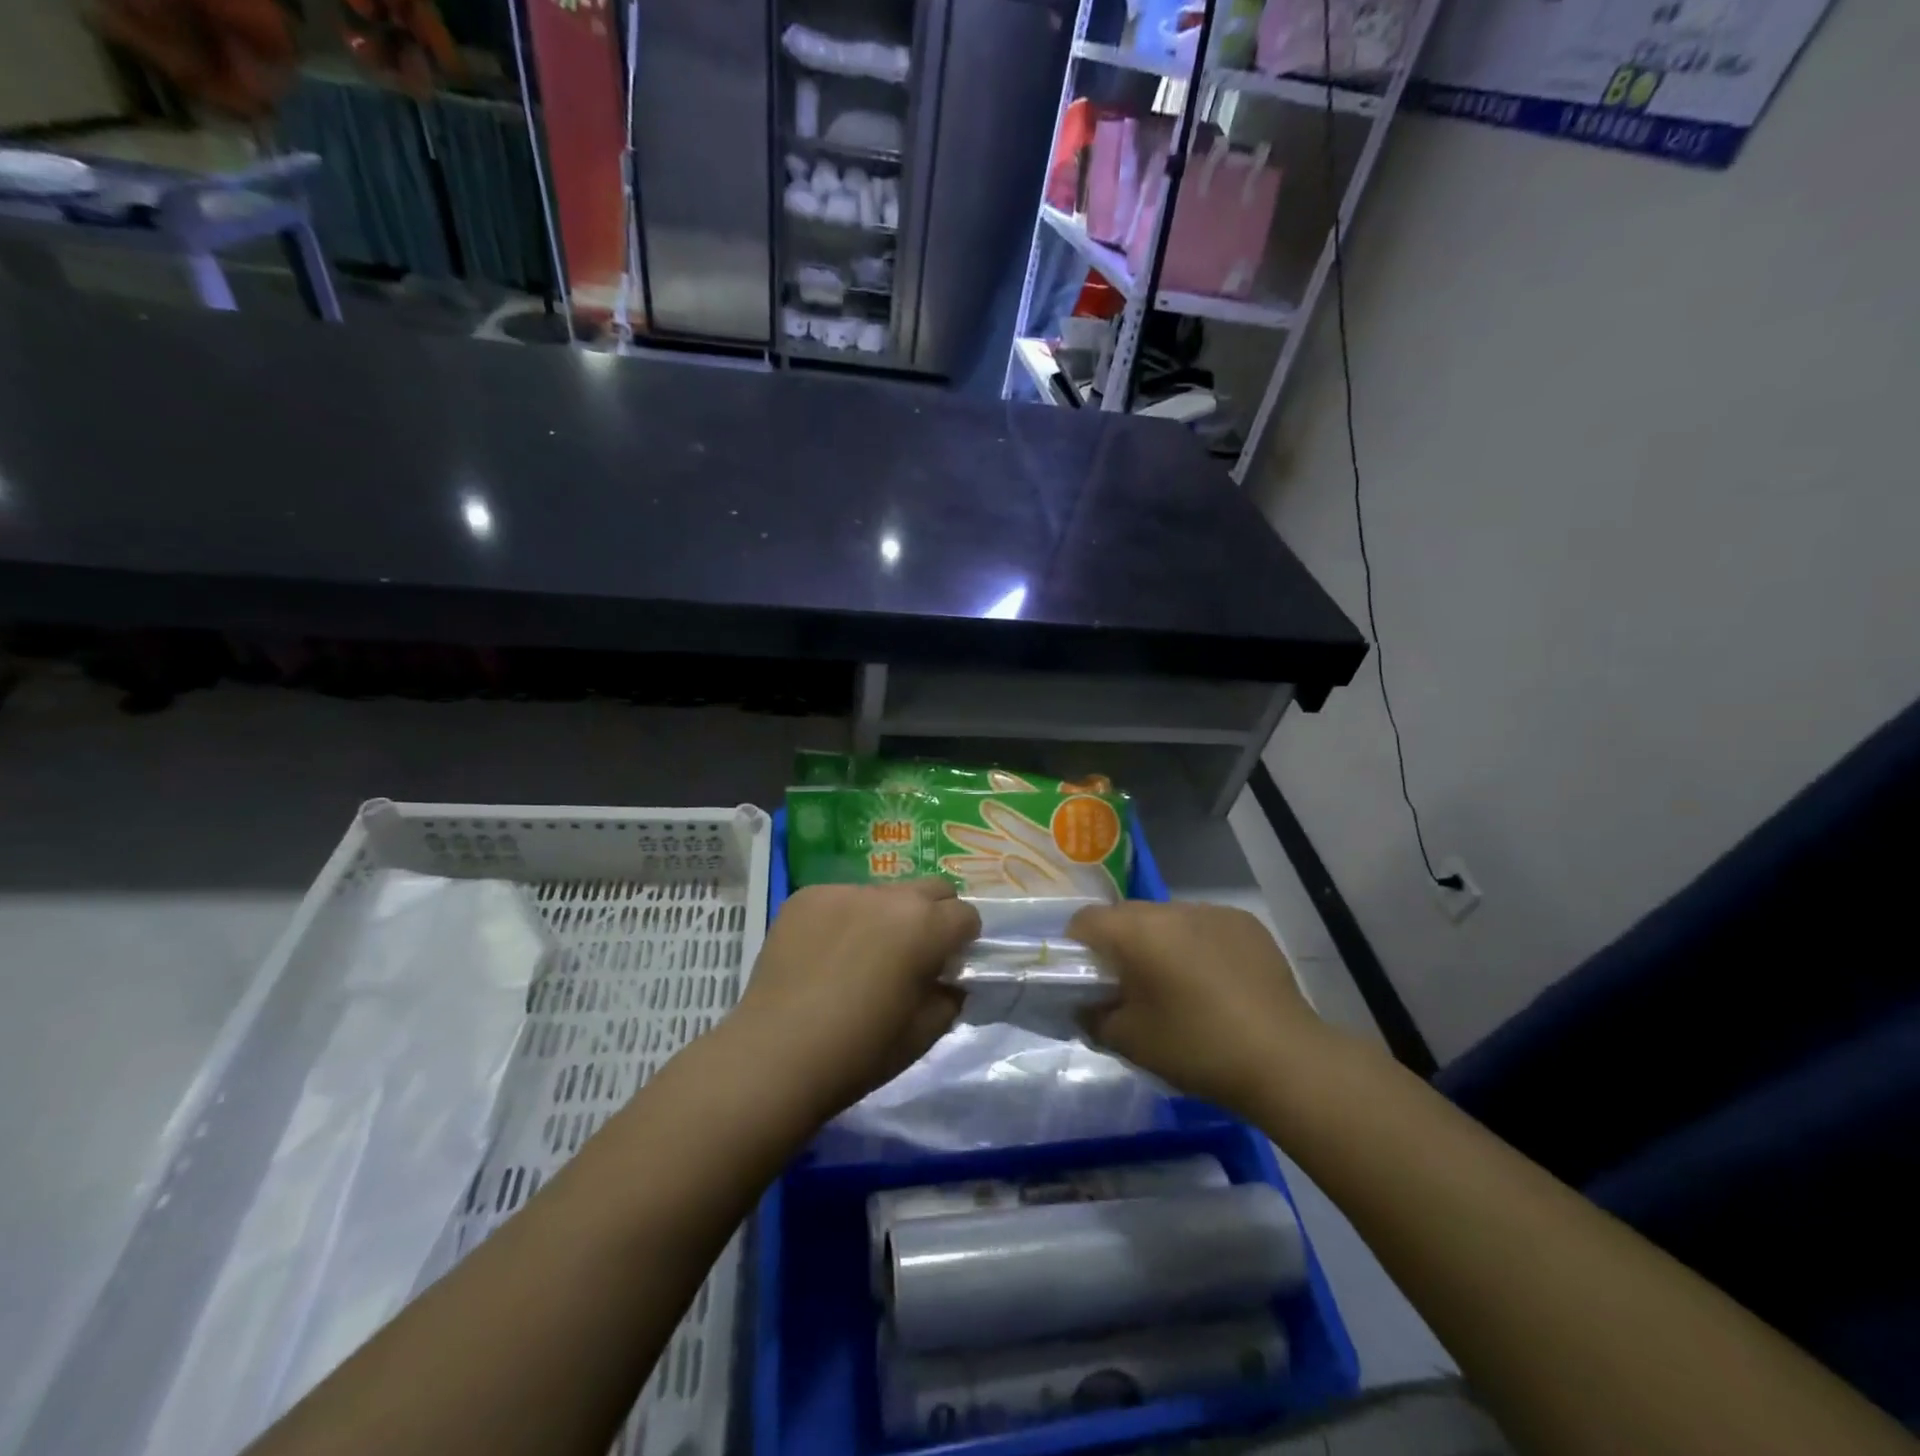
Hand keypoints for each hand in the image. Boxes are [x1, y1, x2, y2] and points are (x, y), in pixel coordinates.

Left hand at [726, 879, 978, 1124]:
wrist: (775, 1057)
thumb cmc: (860, 1052)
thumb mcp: (924, 1033)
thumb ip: (948, 996)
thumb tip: (947, 979)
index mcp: (925, 926)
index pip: (965, 915)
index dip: (962, 941)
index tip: (947, 965)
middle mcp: (888, 896)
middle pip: (930, 889)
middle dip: (933, 915)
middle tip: (913, 954)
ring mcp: (843, 891)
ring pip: (882, 893)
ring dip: (885, 916)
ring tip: (860, 956)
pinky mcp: (805, 897)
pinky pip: (840, 899)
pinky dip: (844, 919)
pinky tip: (823, 956)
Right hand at [1068, 901, 1327, 1117]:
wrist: (1284, 1060)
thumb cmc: (1196, 1048)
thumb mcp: (1130, 1041)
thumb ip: (1094, 1017)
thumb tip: (1086, 1006)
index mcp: (1137, 930)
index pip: (1086, 920)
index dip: (1077, 948)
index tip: (1089, 980)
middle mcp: (1171, 909)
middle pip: (1127, 915)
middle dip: (1121, 944)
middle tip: (1131, 988)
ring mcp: (1213, 911)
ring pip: (1167, 919)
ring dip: (1161, 943)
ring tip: (1178, 986)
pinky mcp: (1245, 923)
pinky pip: (1204, 926)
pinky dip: (1198, 945)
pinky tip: (1216, 983)